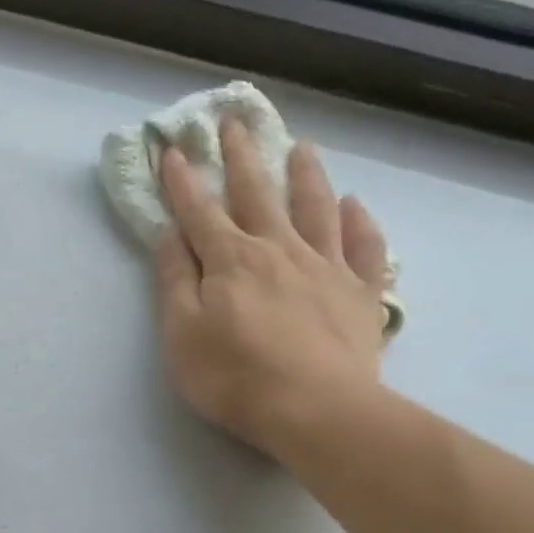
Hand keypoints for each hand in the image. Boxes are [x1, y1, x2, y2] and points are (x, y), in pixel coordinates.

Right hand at [154, 118, 388, 457]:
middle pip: (257, 193)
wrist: (315, 410)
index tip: (173, 150)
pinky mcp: (360, 293)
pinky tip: (356, 206)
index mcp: (231, 260)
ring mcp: (325, 267)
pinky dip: (361, 223)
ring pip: (316, 208)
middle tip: (235, 122)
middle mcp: (278, 249)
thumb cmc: (235, 378)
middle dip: (241, 157)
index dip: (183, 182)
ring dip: (306, 175)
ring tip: (302, 148)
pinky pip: (365, 248)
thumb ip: (174, 282)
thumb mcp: (182, 335)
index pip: (200, 211)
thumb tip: (169, 235)